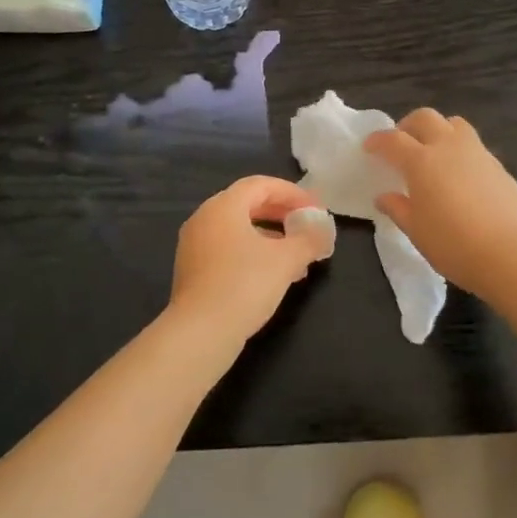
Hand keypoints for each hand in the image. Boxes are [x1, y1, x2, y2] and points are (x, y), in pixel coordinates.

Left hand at [169, 177, 328, 340]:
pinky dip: (253, 253)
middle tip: (307, 226)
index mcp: (223, 206)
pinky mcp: (193, 269)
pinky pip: (228, 248)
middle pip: (248, 204)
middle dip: (281, 214)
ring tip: (298, 257)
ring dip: (271, 237)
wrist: (200, 332)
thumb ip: (309, 240)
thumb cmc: (245, 285)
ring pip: (239, 229)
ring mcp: (194, 244)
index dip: (292, 193)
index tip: (316, 209)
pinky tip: (274, 276)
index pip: (261, 185)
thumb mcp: (286, 260)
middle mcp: (204, 218)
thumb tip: (323, 231)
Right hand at [364, 109, 516, 293]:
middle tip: (401, 143)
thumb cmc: (453, 244)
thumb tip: (384, 196)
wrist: (511, 254)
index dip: (378, 140)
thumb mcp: (416, 230)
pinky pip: (474, 145)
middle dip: (408, 125)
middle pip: (425, 118)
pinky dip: (459, 150)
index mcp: (422, 161)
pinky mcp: (499, 166)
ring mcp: (478, 153)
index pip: (393, 140)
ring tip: (433, 152)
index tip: (369, 147)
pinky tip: (459, 176)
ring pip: (454, 124)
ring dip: (438, 130)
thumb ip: (398, 208)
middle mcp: (449, 147)